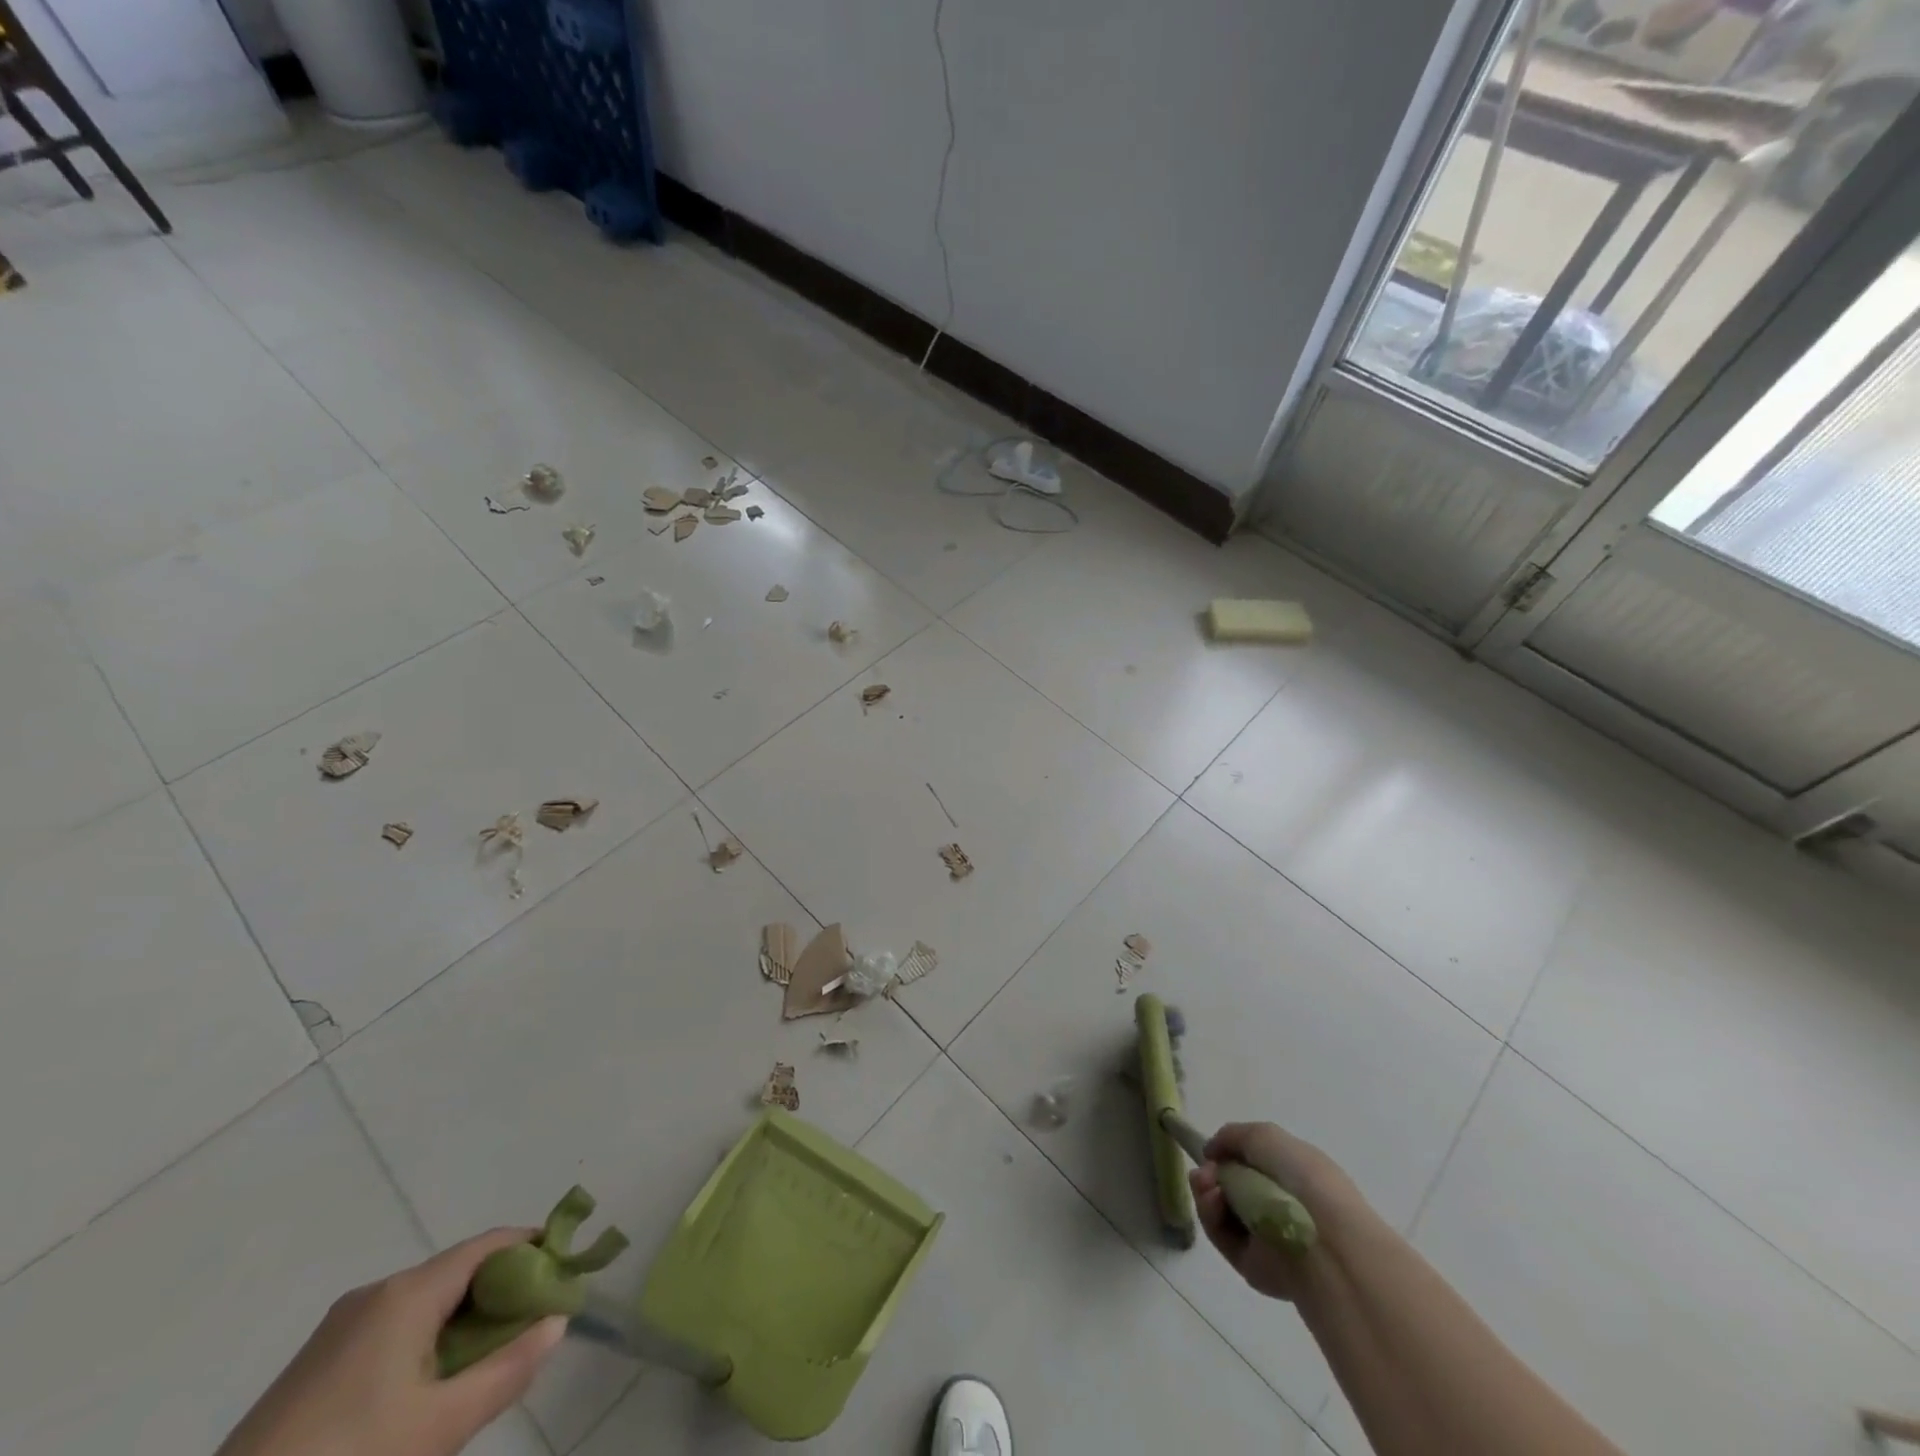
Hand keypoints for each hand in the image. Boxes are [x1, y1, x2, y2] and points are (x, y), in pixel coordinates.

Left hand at [217, 1228, 566, 1455]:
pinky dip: (428, 1338)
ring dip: (465, 1319)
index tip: (567, 1271)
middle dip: (503, 1291)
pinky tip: (431, 1385)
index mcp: (407, 1292)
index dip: (535, 1249)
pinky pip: (393, 1327)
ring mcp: (339, 1327)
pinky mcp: (315, 1363)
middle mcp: (376, 1292)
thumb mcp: (440, 1426)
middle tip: (533, 1325)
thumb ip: (508, 1369)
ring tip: (488, 1361)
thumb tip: (558, 1321)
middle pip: (459, 1271)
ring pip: (426, 1302)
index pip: (491, 1245)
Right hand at [1189, 1121, 1362, 1301]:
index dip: (1228, 1155)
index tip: (1212, 1152)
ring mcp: (1266, 1237)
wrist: (1323, 1240)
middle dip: (1210, 1174)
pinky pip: (1222, 1237)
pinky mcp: (1253, 1266)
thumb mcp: (1265, 1136)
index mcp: (1294, 1175)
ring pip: (1222, 1211)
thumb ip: (1232, 1136)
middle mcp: (1280, 1205)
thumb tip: (1211, 1153)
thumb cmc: (1301, 1178)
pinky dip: (1211, 1217)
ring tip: (1206, 1186)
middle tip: (1203, 1174)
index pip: (1254, 1164)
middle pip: (1232, 1186)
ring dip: (1206, 1193)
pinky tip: (1213, 1202)